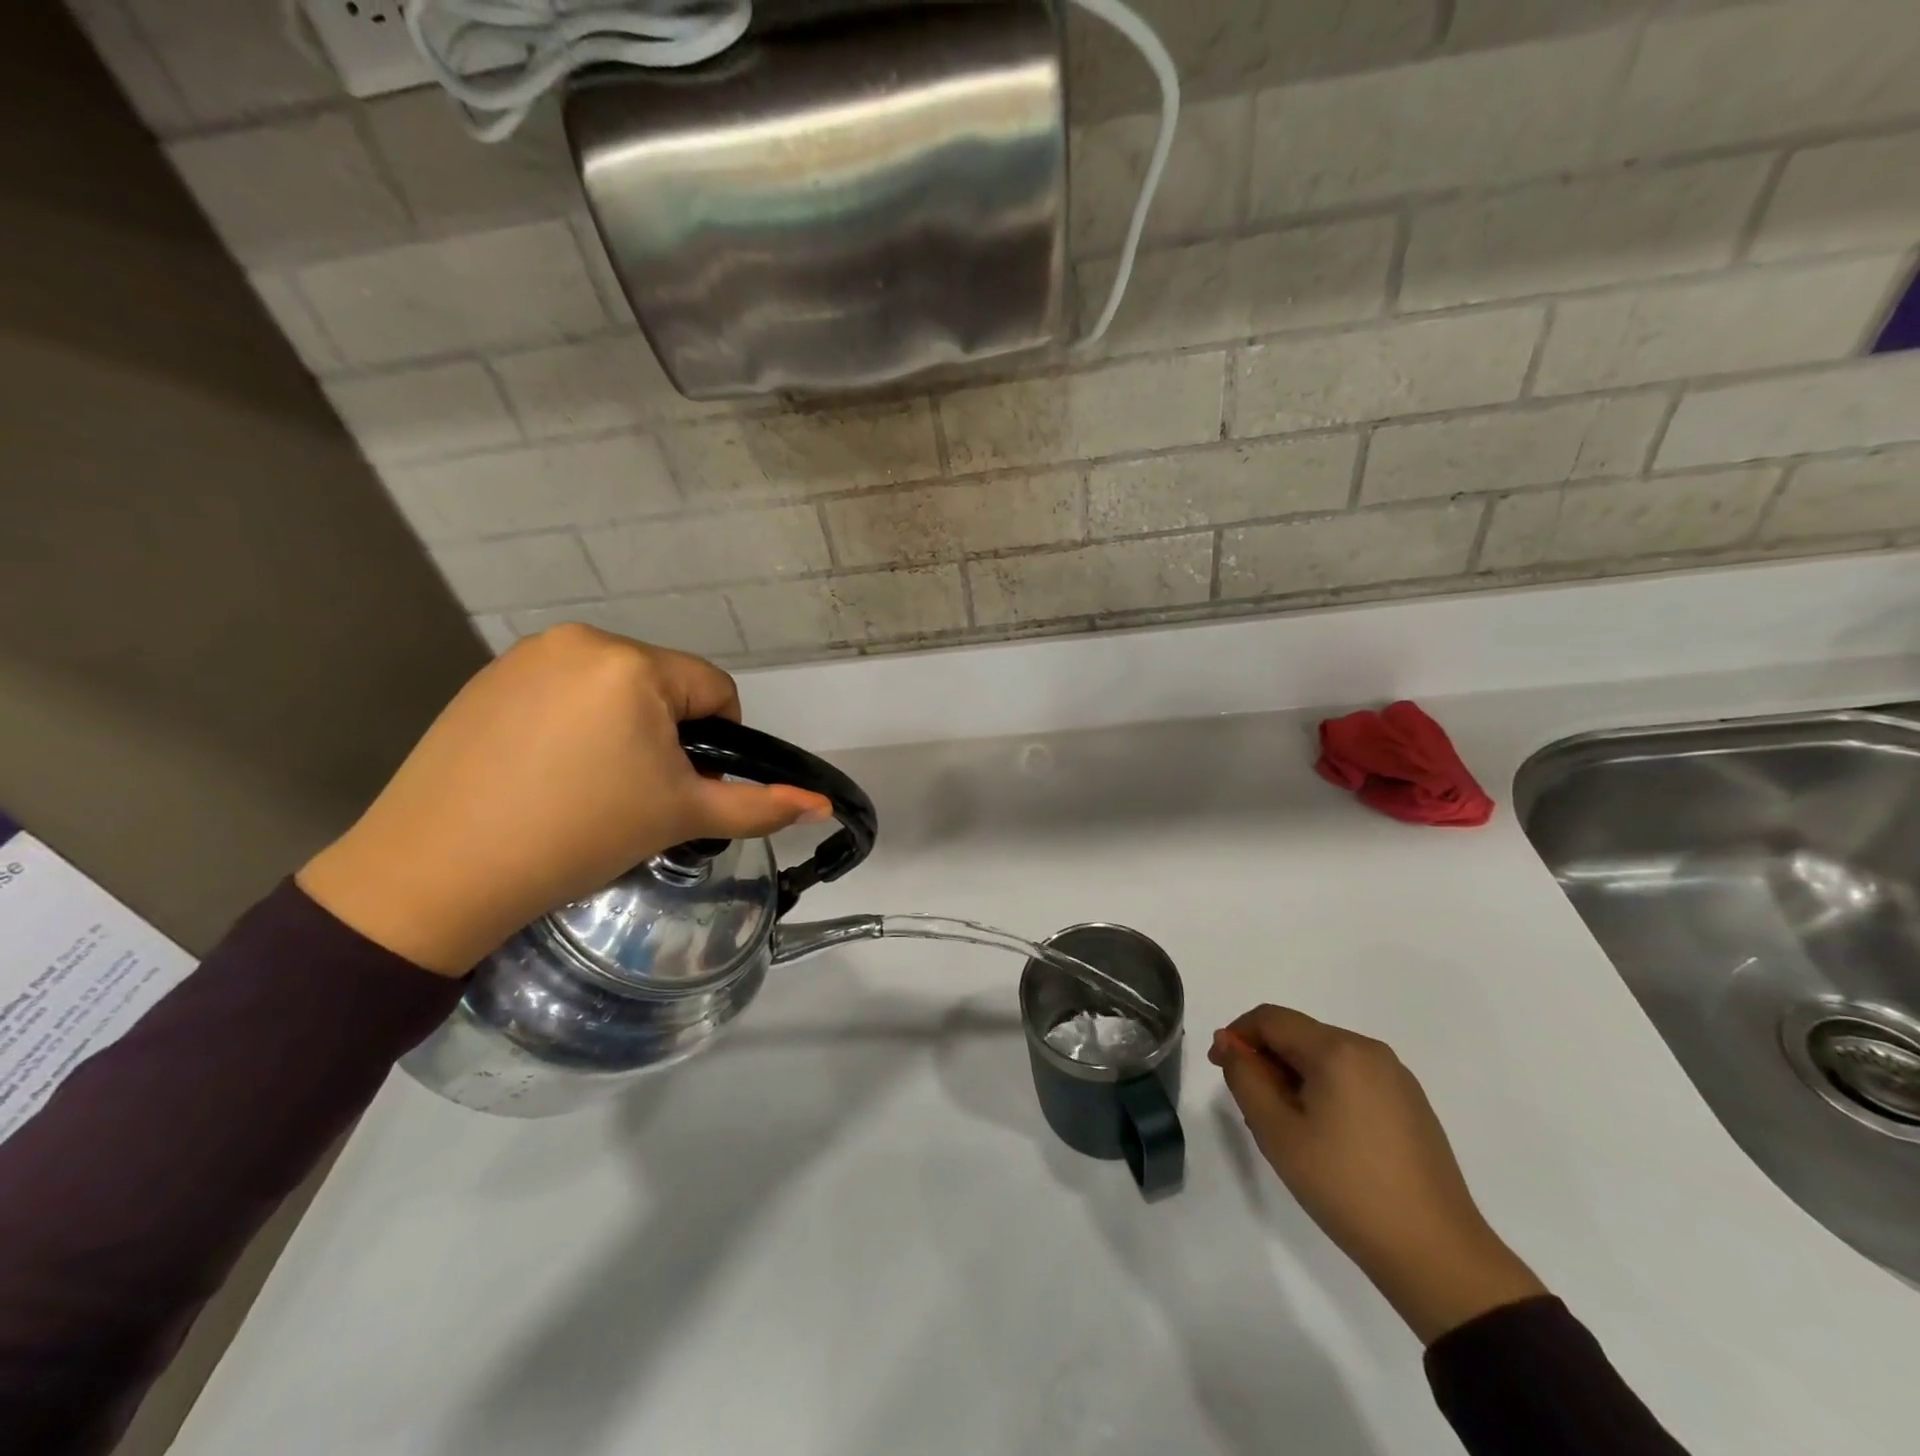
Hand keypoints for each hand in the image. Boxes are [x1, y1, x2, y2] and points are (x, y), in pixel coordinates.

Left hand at [298, 626, 832, 974]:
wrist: (437, 871)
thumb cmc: (579, 835)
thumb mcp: (681, 818)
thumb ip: (760, 807)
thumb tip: (823, 806)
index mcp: (633, 664)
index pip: (715, 690)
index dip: (718, 743)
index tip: (685, 787)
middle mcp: (581, 640)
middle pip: (664, 686)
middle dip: (670, 735)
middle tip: (640, 793)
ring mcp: (527, 655)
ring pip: (615, 687)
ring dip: (625, 728)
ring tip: (593, 785)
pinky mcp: (487, 678)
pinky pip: (564, 691)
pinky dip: (576, 724)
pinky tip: (548, 773)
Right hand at [1210, 1005, 1545, 1342]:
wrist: (1436, 1255)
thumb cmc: (1346, 1187)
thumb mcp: (1277, 1132)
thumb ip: (1245, 1078)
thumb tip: (1232, 1045)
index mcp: (1338, 1050)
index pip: (1271, 1018)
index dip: (1237, 1035)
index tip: (1219, 1067)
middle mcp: (1370, 1050)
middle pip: (1300, 1035)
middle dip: (1267, 1059)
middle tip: (1252, 1107)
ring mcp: (1396, 1077)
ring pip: (1326, 1057)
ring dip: (1294, 1076)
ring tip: (1287, 1127)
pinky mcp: (1411, 1104)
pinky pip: (1353, 1077)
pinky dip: (1326, 1090)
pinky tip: (1326, 1136)